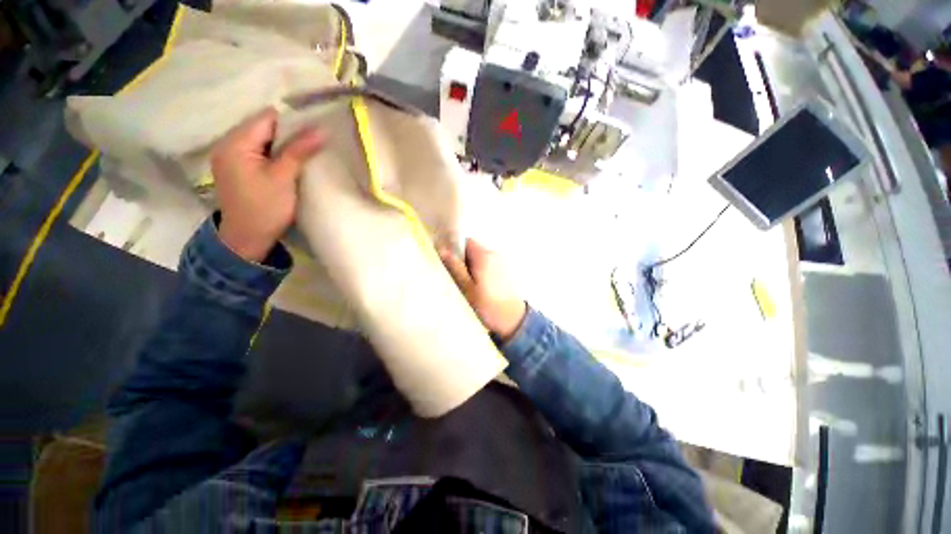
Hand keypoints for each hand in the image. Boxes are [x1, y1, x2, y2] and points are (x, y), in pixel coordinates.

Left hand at [211, 108, 324, 262]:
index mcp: (235, 143)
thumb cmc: (265, 208)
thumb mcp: (283, 178)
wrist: (247, 238)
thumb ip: (299, 151)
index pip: (266, 118)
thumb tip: (321, 130)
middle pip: (262, 127)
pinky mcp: (236, 168)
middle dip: (288, 133)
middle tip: (313, 143)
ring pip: (261, 139)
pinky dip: (274, 153)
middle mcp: (227, 144)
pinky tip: (288, 162)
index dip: (292, 122)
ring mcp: (230, 156)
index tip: (314, 131)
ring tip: (304, 152)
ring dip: (282, 144)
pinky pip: (257, 151)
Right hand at [439, 239, 526, 340]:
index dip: (455, 249)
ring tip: (469, 285)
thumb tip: (442, 249)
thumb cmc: (487, 305)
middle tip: (458, 278)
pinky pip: (490, 265)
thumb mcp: (466, 288)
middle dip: (464, 260)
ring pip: (481, 258)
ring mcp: (503, 261)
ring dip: (473, 267)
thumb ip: (455, 267)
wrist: (513, 320)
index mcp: (484, 256)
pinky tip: (482, 287)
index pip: (466, 241)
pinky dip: (483, 271)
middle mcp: (495, 254)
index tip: (448, 263)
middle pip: (474, 249)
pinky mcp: (507, 270)